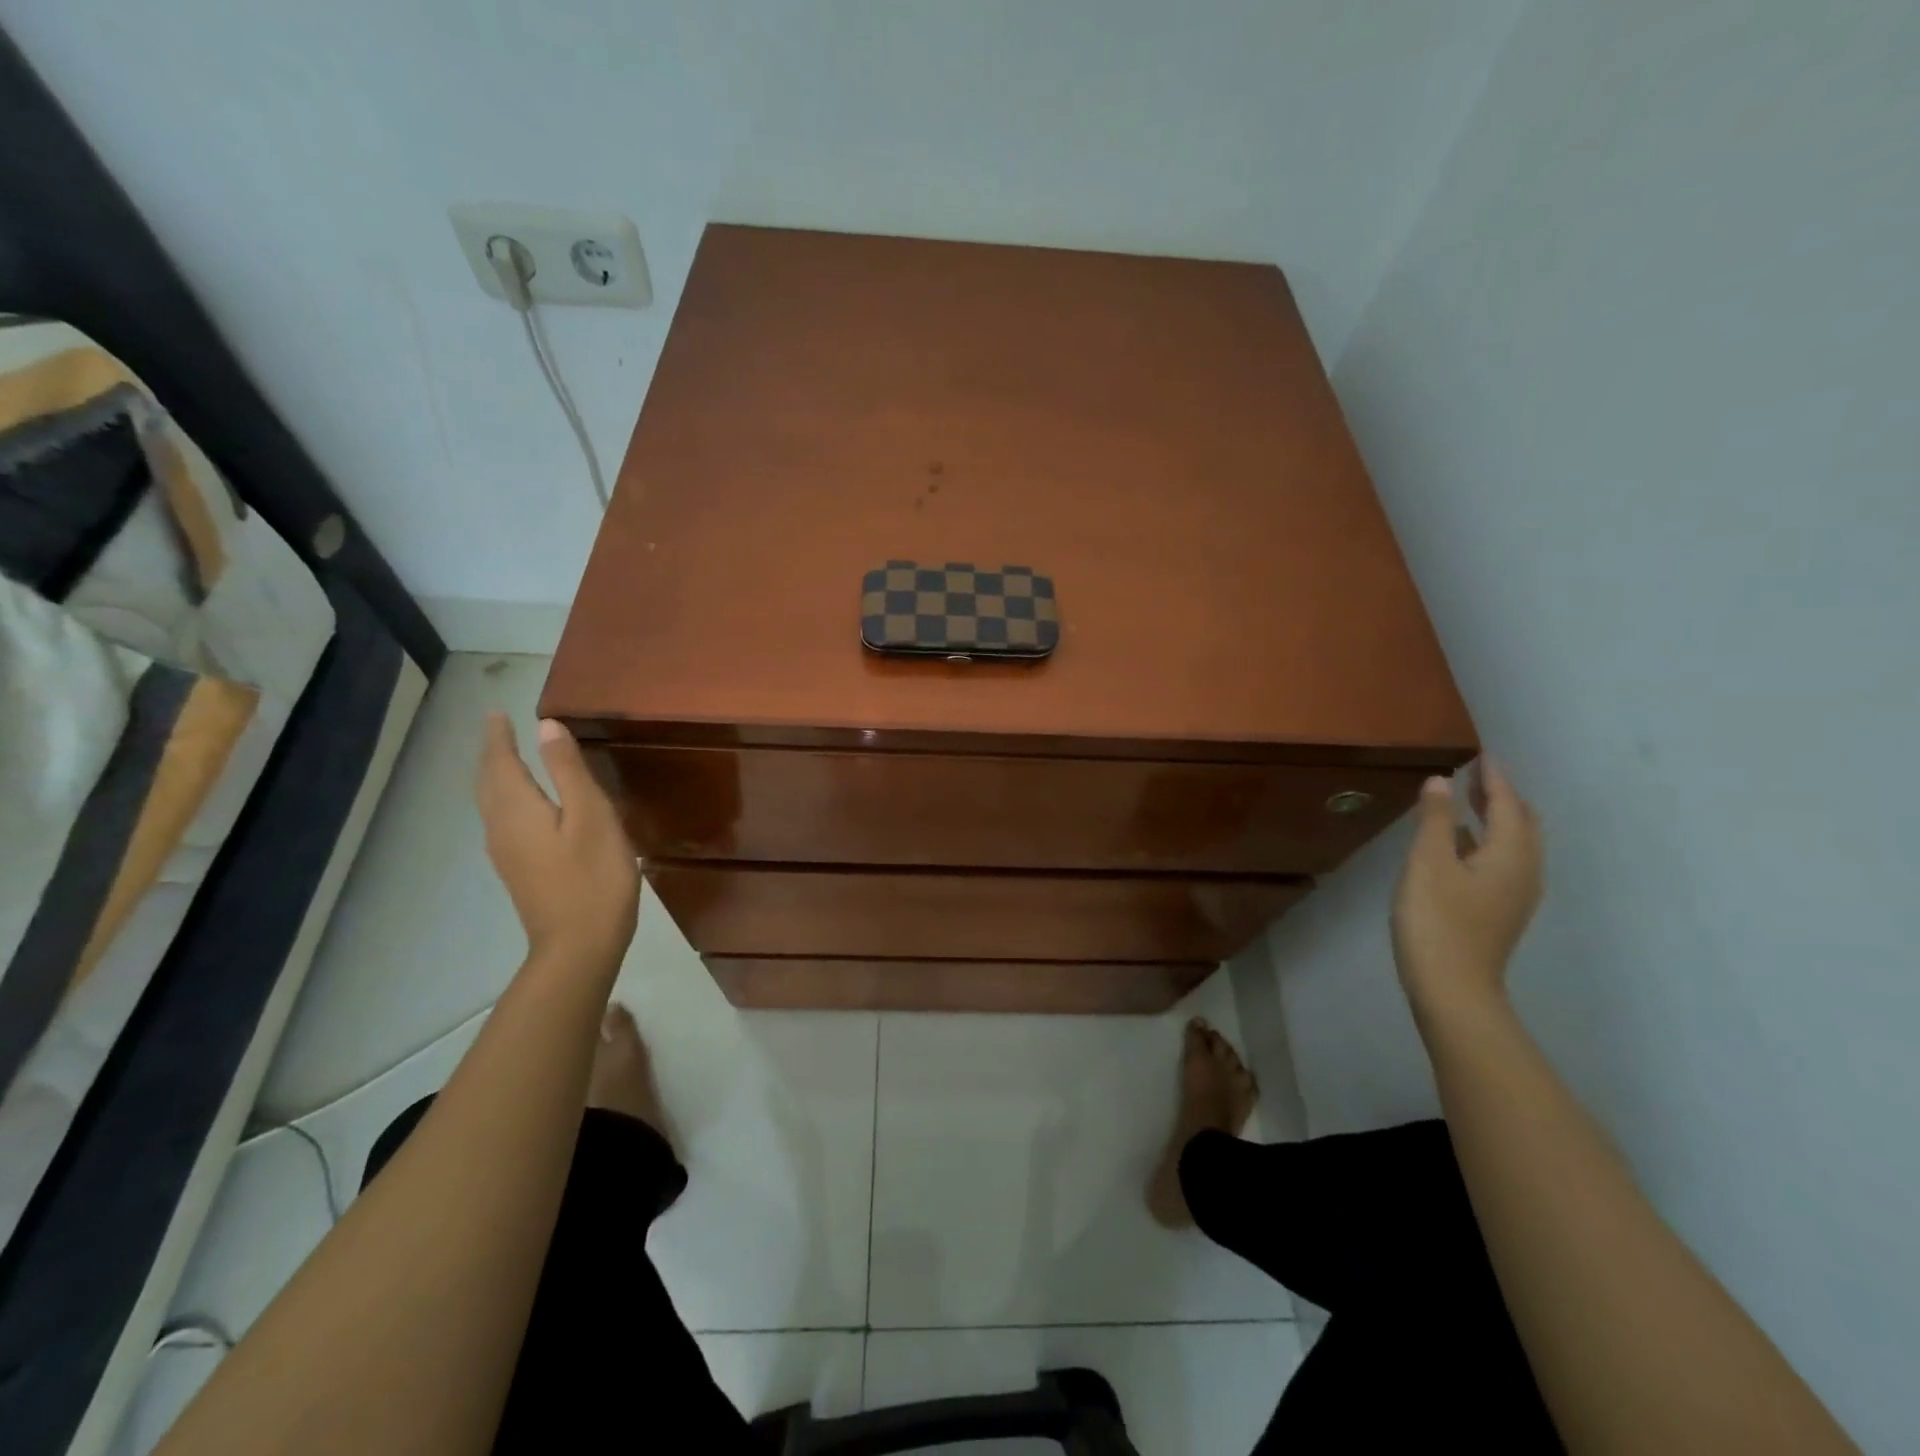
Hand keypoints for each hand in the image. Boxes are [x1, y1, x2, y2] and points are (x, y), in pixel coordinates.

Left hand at [476, 713, 638, 975]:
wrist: (579, 946)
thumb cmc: (593, 877)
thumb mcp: (591, 816)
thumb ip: (568, 771)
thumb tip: (546, 727)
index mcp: (517, 809)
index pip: (500, 762)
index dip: (498, 737)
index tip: (496, 713)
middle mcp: (501, 828)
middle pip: (488, 783)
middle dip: (492, 754)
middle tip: (498, 730)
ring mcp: (506, 853)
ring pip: (491, 804)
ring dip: (495, 776)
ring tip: (507, 759)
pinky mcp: (519, 871)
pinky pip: (501, 821)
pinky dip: (505, 799)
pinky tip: (522, 806)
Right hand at [1391, 758, 1542, 1021]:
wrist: (1453, 988)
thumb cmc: (1438, 920)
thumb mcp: (1427, 863)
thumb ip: (1435, 820)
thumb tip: (1441, 781)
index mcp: (1511, 854)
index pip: (1507, 803)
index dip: (1494, 777)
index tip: (1482, 754)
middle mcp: (1524, 870)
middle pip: (1522, 823)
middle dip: (1501, 795)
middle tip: (1476, 774)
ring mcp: (1516, 894)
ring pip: (1515, 843)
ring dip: (1495, 818)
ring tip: (1468, 801)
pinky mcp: (1500, 910)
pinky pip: (1503, 861)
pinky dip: (1487, 840)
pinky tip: (1460, 844)